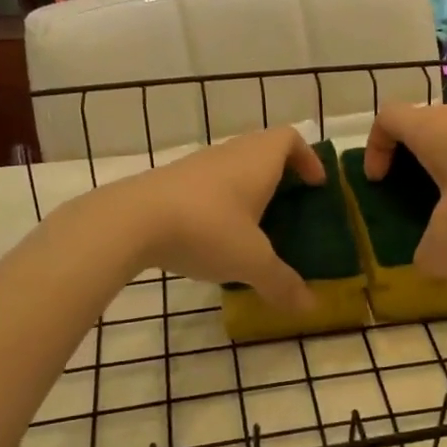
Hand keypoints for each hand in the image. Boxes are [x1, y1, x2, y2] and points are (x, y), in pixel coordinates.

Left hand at [107, 127, 325, 311]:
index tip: (316, 184)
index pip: (290, 138)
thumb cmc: (206, 229)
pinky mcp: (169, 182)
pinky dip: (219, 201)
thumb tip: (311, 308)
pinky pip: (206, 183)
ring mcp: (196, 165)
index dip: (308, 157)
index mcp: (257, 160)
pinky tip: (214, 235)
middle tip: (290, 205)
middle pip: (261, 149)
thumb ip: (282, 283)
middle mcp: (229, 154)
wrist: (131, 221)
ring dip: (247, 187)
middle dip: (280, 174)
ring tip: (254, 225)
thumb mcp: (251, 261)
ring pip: (232, 166)